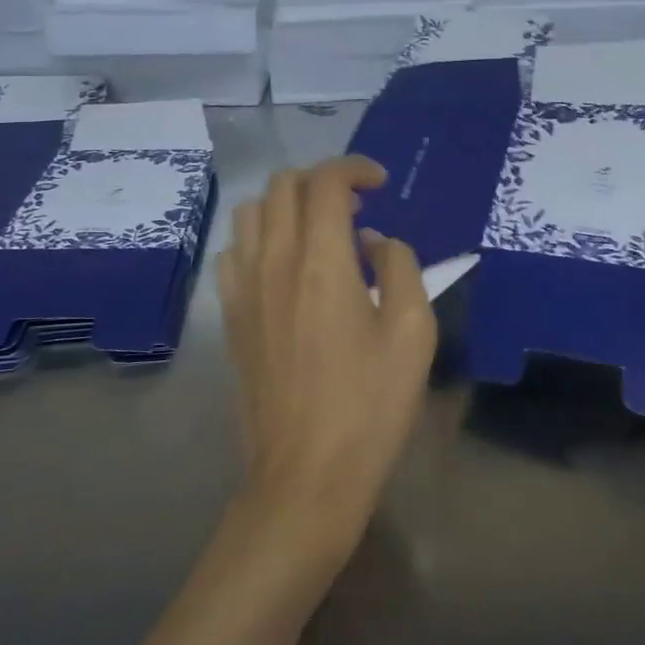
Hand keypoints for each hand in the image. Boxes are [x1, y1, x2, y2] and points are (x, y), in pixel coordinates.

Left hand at [219, 156, 437, 562]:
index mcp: (322, 262)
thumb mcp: (413, 333)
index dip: (354, 168)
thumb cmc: (370, 407)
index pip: (325, 182)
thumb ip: (400, 268)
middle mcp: (274, 262)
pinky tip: (283, 266)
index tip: (379, 183)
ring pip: (252, 212)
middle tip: (356, 209)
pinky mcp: (231, 316)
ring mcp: (244, 289)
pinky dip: (259, 239)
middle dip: (322, 181)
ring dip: (287, 205)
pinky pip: (234, 252)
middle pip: (283, 185)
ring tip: (319, 233)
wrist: (305, 476)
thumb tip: (373, 241)